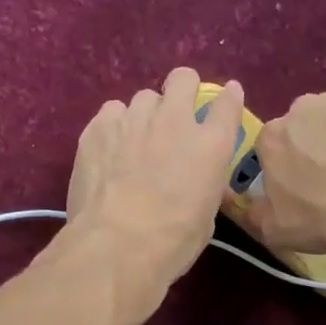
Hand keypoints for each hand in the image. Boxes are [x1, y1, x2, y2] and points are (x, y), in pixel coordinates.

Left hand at [63, 68, 243, 316]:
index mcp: (211, 145)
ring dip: (144, 115)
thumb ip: (204, 184)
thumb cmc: (171, 243)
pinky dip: (113, 127)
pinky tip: (108, 151)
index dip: (227, 98)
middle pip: (182, 79)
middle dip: (181, 91)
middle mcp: (175, 121)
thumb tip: (196, 180)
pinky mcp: (98, 127)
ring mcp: (134, 119)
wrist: (117, 245)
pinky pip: (111, 113)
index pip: (227, 103)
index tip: (225, 100)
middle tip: (174, 117)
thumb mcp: (206, 217)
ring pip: (143, 98)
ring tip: (134, 142)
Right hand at [250, 82, 325, 261]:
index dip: (289, 164)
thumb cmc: (324, 219)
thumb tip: (253, 204)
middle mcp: (302, 107)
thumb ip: (258, 212)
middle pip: (306, 123)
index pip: (274, 145)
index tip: (304, 184)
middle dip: (316, 142)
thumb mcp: (276, 230)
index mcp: (272, 138)